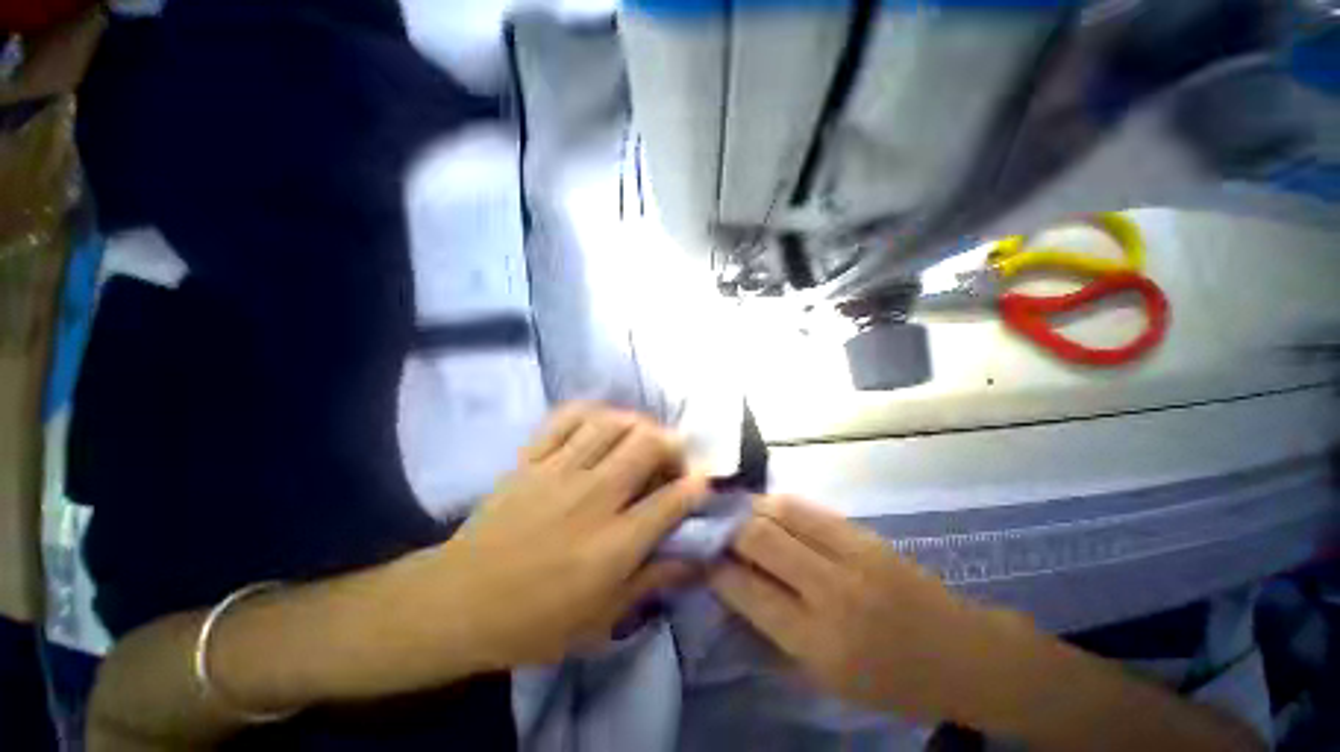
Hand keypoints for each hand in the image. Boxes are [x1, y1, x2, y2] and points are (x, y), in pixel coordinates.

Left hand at [431, 403, 708, 668]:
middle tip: (671, 456)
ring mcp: (559, 472)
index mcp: (614, 544)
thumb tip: (698, 561)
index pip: (671, 501)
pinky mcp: (531, 459)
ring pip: (612, 424)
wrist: (457, 603)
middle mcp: (593, 498)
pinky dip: (591, 411)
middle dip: (671, 444)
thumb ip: (654, 583)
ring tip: (641, 436)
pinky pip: (566, 418)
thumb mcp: (602, 620)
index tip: (702, 481)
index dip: (696, 486)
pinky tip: (601, 420)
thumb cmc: (534, 621)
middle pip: (646, 446)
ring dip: (637, 423)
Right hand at [710, 495, 1012, 723]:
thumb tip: (732, 585)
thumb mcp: (825, 678)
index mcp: (819, 643)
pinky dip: (779, 505)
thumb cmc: (890, 682)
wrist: (962, 654)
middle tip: (712, 528)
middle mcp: (831, 592)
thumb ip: (773, 630)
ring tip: (733, 512)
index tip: (700, 557)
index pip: (747, 590)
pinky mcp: (864, 533)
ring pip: (782, 511)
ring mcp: (851, 555)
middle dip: (727, 529)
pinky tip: (766, 508)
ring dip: (750, 508)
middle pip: (760, 538)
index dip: (715, 568)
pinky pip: (808, 508)